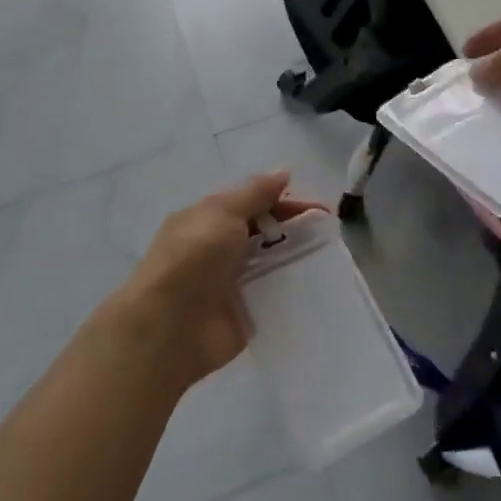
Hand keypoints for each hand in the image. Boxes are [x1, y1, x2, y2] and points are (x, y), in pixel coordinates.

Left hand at [111, 172, 323, 391]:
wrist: (168, 327)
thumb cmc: (193, 258)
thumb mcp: (222, 212)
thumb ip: (254, 193)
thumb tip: (282, 173)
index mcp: (209, 219)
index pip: (253, 203)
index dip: (284, 201)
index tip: (317, 210)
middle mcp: (221, 248)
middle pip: (265, 232)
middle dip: (295, 228)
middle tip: (328, 232)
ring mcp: (233, 282)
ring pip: (272, 263)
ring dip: (296, 258)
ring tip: (331, 257)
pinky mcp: (245, 314)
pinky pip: (273, 297)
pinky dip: (292, 290)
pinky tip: (319, 287)